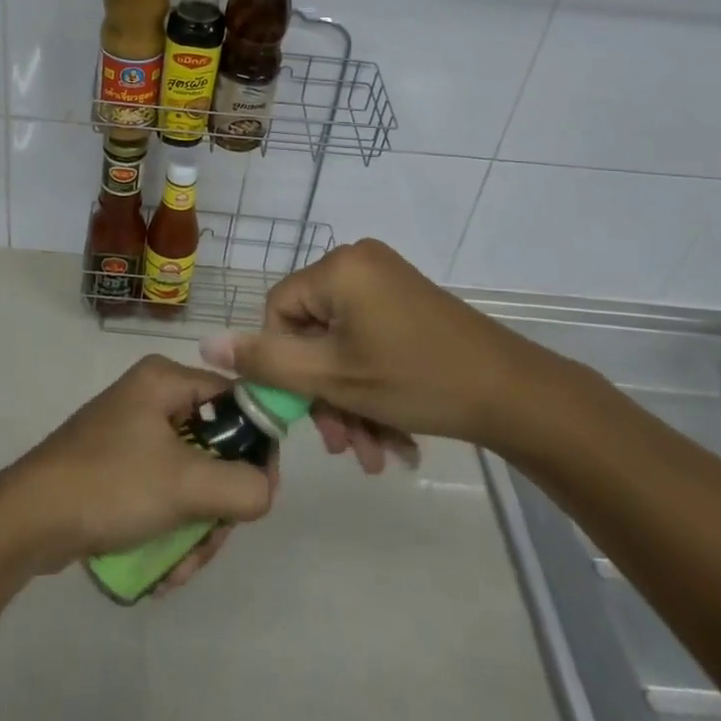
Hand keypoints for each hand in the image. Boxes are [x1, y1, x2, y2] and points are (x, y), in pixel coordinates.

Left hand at [0, 355, 274, 577]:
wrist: (28, 519)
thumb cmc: (110, 484)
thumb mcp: (185, 484)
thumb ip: (242, 487)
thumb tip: (265, 490)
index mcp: (165, 380)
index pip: (235, 400)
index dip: (255, 445)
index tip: (259, 494)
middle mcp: (151, 399)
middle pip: (214, 448)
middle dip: (216, 506)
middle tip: (210, 541)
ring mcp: (131, 435)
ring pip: (190, 480)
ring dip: (194, 530)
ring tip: (176, 568)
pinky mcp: (117, 469)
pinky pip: (162, 495)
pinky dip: (168, 531)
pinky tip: (160, 568)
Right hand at [199, 239, 576, 462]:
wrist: (515, 395)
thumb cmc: (416, 379)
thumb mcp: (333, 378)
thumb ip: (266, 361)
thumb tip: (205, 342)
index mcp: (338, 267)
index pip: (279, 311)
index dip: (283, 364)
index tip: (304, 411)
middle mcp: (359, 264)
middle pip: (313, 333)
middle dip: (324, 396)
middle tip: (342, 447)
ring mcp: (387, 283)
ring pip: (343, 347)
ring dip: (350, 403)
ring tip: (373, 456)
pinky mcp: (407, 305)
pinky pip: (370, 344)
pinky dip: (373, 389)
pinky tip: (392, 440)